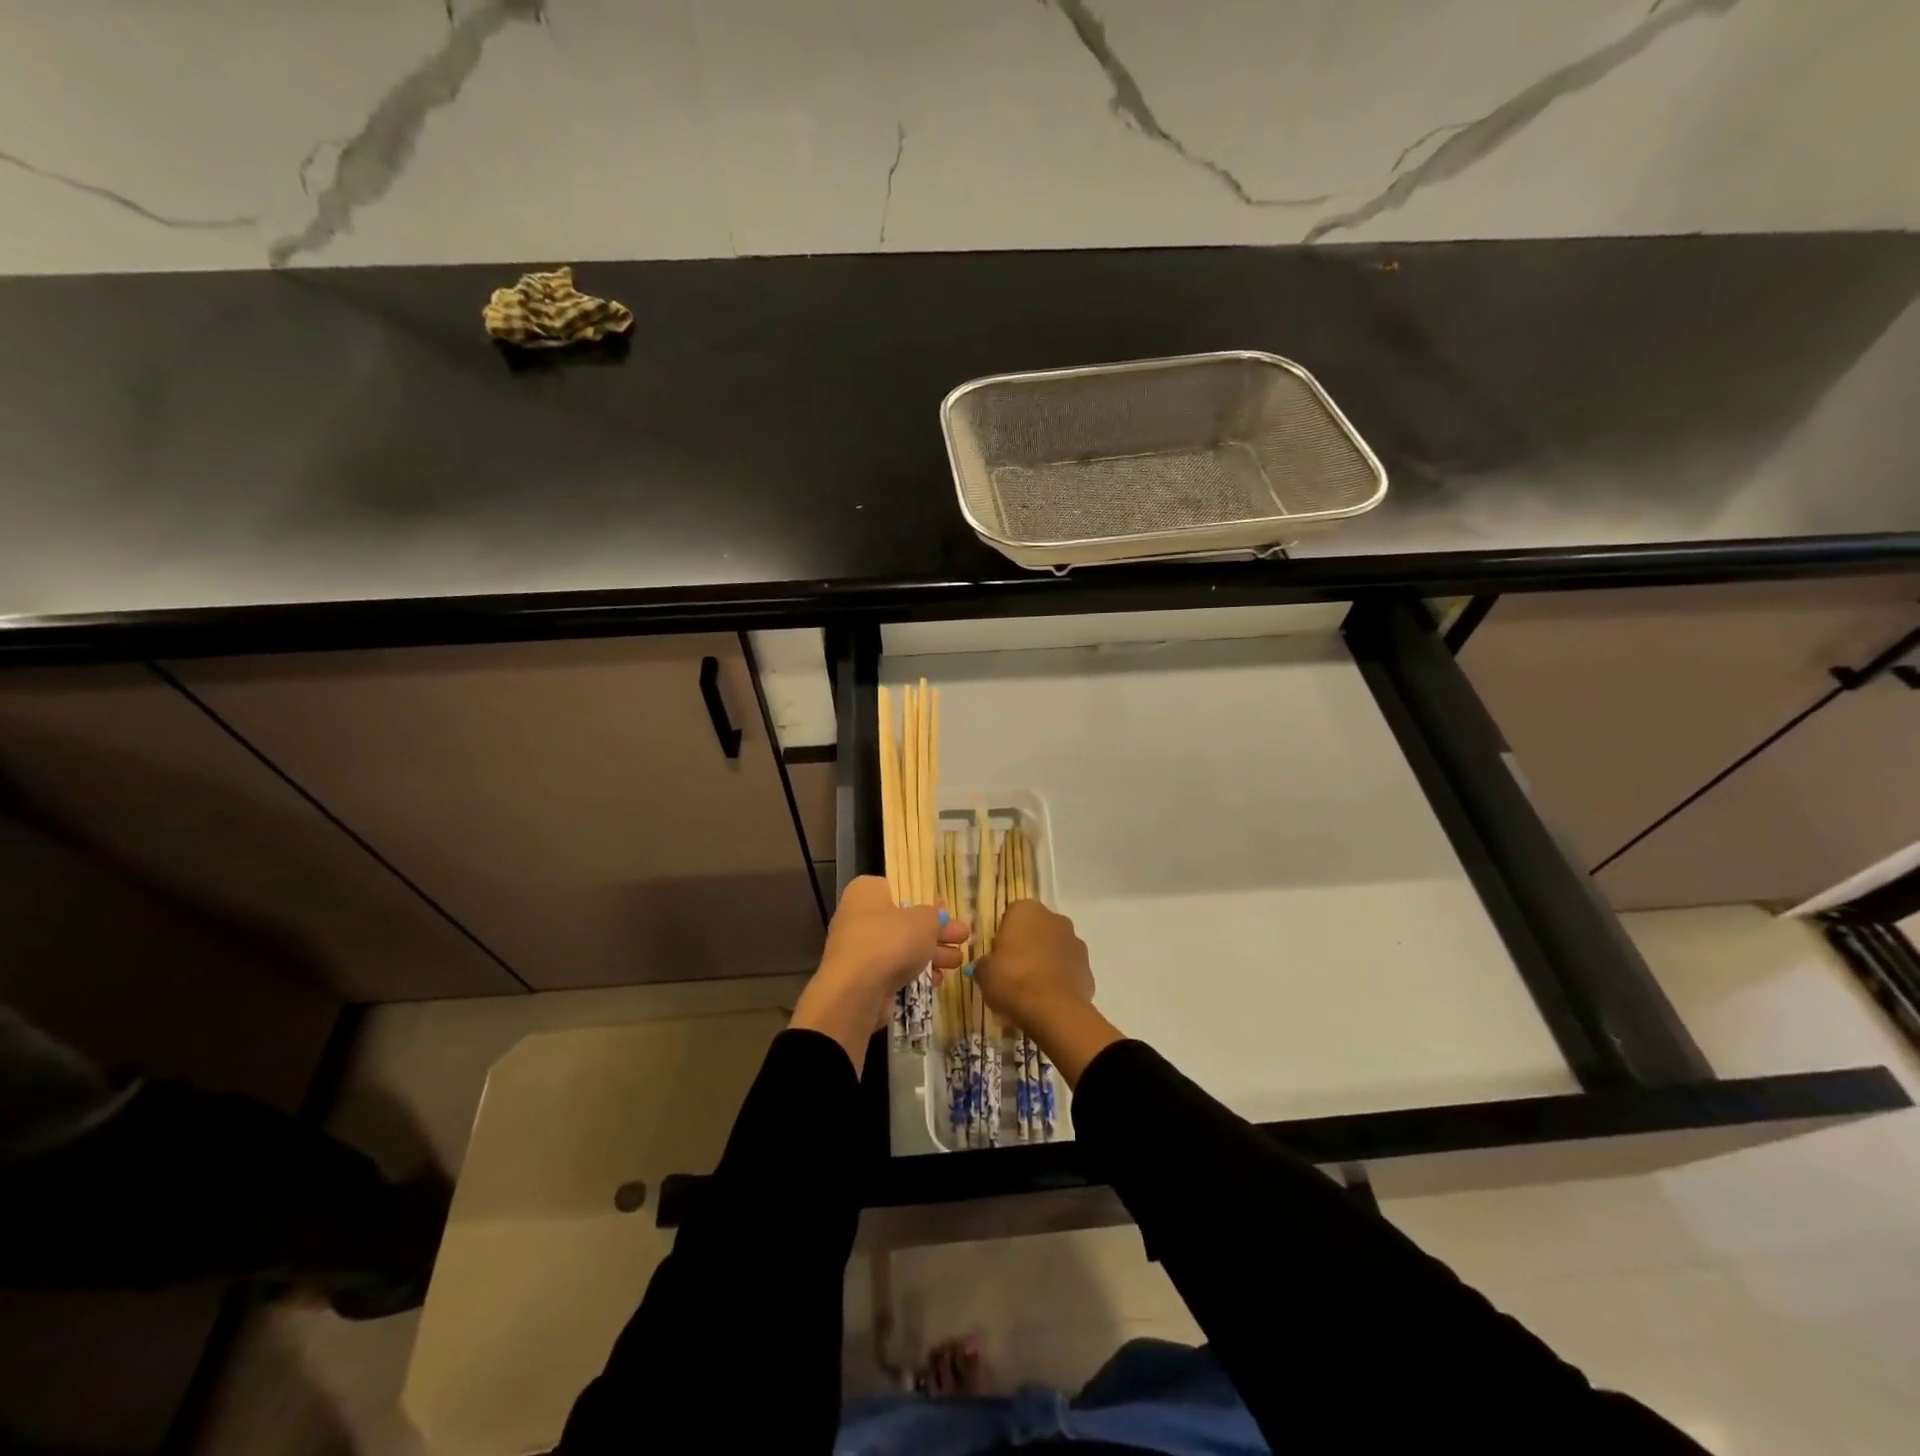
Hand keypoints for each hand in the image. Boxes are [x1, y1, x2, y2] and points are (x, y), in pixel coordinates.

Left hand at [819, 875, 969, 1002]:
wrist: (856, 991)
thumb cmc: (891, 940)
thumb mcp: (924, 921)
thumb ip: (936, 916)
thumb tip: (938, 915)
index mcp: (867, 892)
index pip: (898, 889)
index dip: (925, 900)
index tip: (947, 911)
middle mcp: (858, 917)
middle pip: (904, 922)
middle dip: (936, 933)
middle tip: (962, 938)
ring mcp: (859, 949)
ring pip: (901, 948)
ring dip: (931, 955)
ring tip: (958, 962)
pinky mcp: (863, 978)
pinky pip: (894, 970)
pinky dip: (915, 974)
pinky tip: (938, 980)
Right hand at [974, 899, 1092, 1028]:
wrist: (1053, 1010)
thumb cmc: (1012, 980)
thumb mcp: (984, 973)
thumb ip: (985, 964)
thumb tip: (988, 966)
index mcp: (1026, 910)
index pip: (1011, 916)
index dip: (1003, 937)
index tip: (998, 958)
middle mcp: (1054, 919)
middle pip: (1035, 931)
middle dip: (1026, 948)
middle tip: (1012, 975)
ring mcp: (1075, 942)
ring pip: (1054, 950)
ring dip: (1044, 963)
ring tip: (1030, 992)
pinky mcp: (1088, 968)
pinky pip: (1067, 971)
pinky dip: (1059, 981)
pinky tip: (1047, 1001)